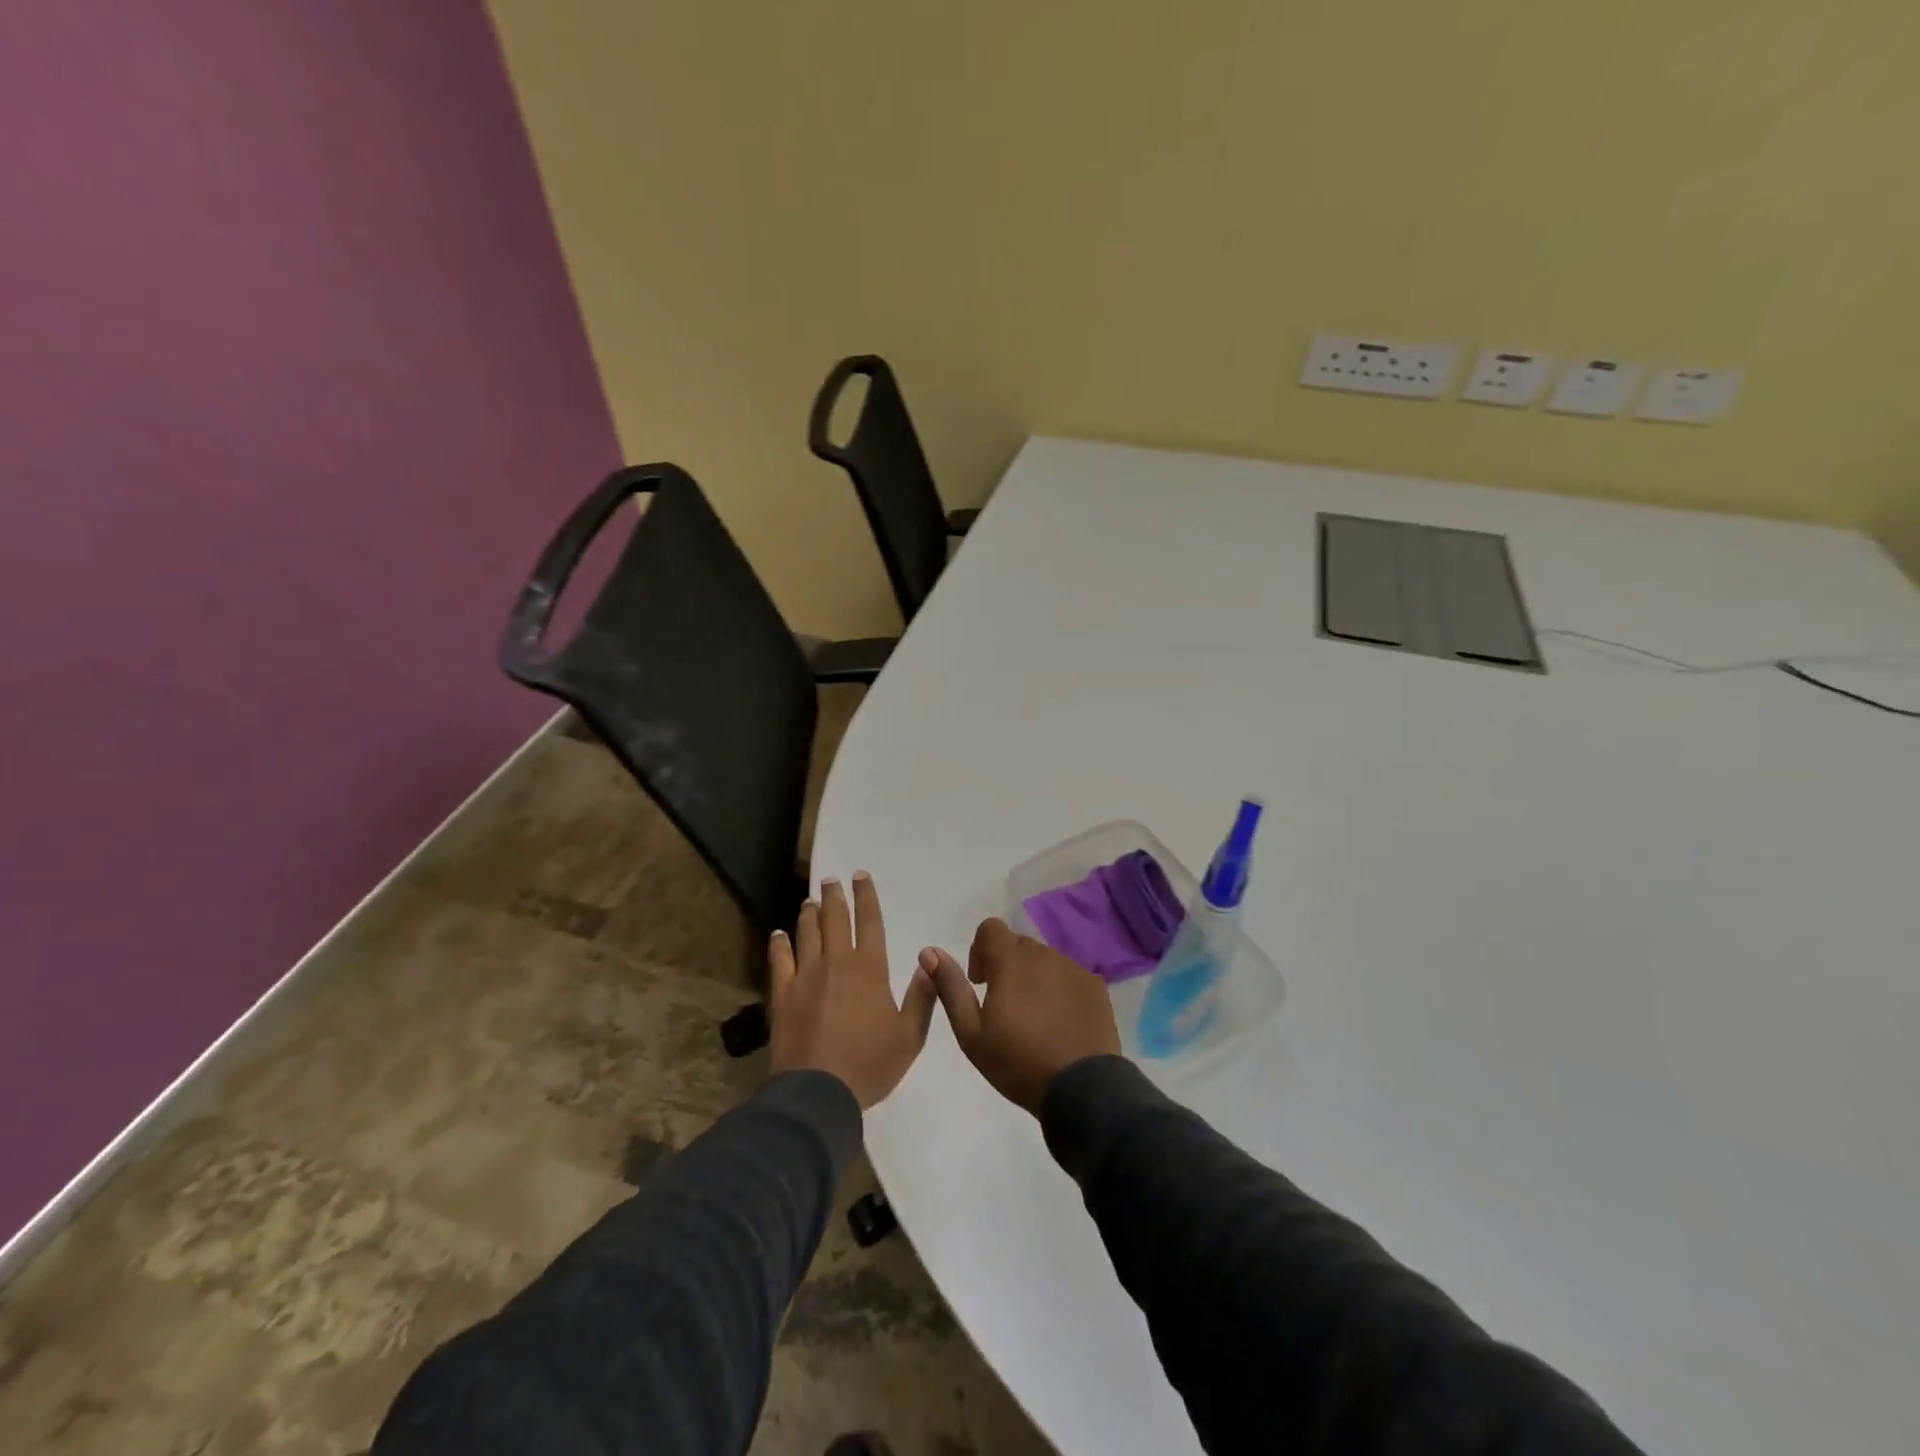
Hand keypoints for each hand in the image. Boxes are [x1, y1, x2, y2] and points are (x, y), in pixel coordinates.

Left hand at [768, 872, 937, 1108]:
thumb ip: (922, 996)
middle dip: (835, 896)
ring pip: (807, 933)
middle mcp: (837, 962)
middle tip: (831, 880)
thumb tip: (930, 957)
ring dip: (810, 913)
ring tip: (811, 900)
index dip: (866, 896)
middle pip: (835, 919)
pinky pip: (780, 959)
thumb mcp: (910, 1037)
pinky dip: (779, 943)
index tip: (861, 876)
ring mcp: (806, 975)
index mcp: (870, 969)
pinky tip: (779, 934)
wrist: (818, 1093)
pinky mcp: (782, 993)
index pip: (869, 921)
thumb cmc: (869, 1065)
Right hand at [923, 917, 1120, 1114]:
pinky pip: (1068, 976)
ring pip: (1045, 960)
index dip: (980, 949)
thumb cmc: (1018, 1063)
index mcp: (1012, 961)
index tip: (981, 982)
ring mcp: (1074, 969)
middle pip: (1018, 944)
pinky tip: (1058, 1023)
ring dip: (1033, 977)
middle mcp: (1044, 955)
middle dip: (1005, 965)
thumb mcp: (971, 1032)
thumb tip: (929, 952)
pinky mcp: (1095, 987)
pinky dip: (1058, 989)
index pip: (991, 928)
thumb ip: (950, 987)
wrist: (1082, 1090)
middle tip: (1003, 1005)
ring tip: (1033, 1018)